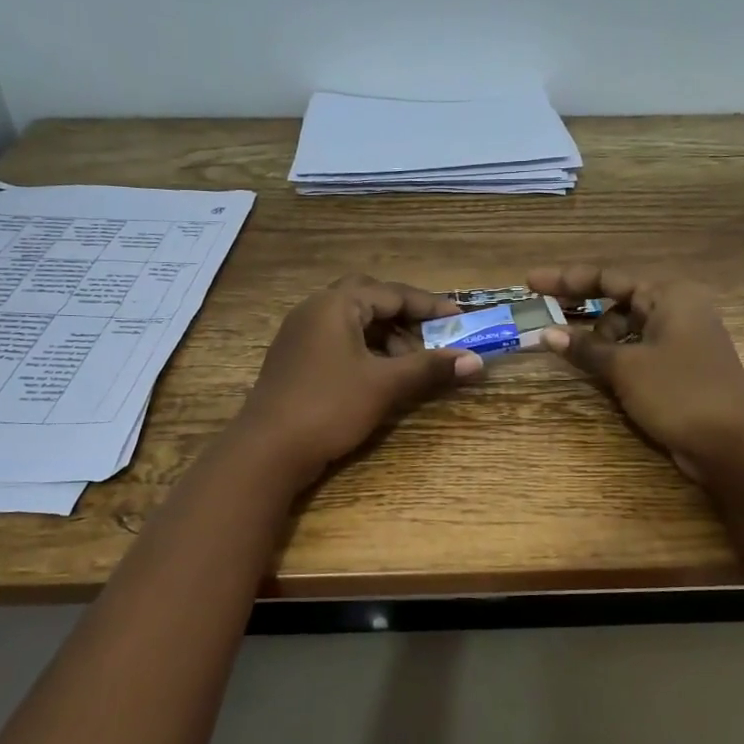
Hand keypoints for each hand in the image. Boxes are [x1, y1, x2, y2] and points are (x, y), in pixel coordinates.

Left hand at [233, 275, 483, 483]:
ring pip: (353, 322)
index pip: (392, 292)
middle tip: (431, 337)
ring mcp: (301, 335)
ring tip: (410, 364)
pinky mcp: (296, 360)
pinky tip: (381, 376)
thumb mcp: (385, 385)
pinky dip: (365, 350)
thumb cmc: (329, 407)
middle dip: (404, 317)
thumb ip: (430, 368)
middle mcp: (315, 310)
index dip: (429, 305)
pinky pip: (338, 341)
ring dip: (386, 336)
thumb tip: (476, 361)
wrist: (267, 450)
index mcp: (335, 305)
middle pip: (370, 300)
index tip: (459, 318)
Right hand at [529, 265, 743, 481]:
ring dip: (597, 338)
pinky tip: (593, 369)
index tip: (530, 283)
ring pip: (626, 329)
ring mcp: (679, 341)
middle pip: (617, 300)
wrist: (734, 444)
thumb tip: (546, 334)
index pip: (608, 277)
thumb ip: (585, 348)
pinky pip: (635, 352)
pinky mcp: (678, 369)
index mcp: (669, 295)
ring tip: (570, 353)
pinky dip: (613, 357)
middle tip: (542, 315)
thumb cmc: (680, 393)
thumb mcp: (626, 367)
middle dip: (580, 308)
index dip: (566, 279)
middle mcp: (676, 310)